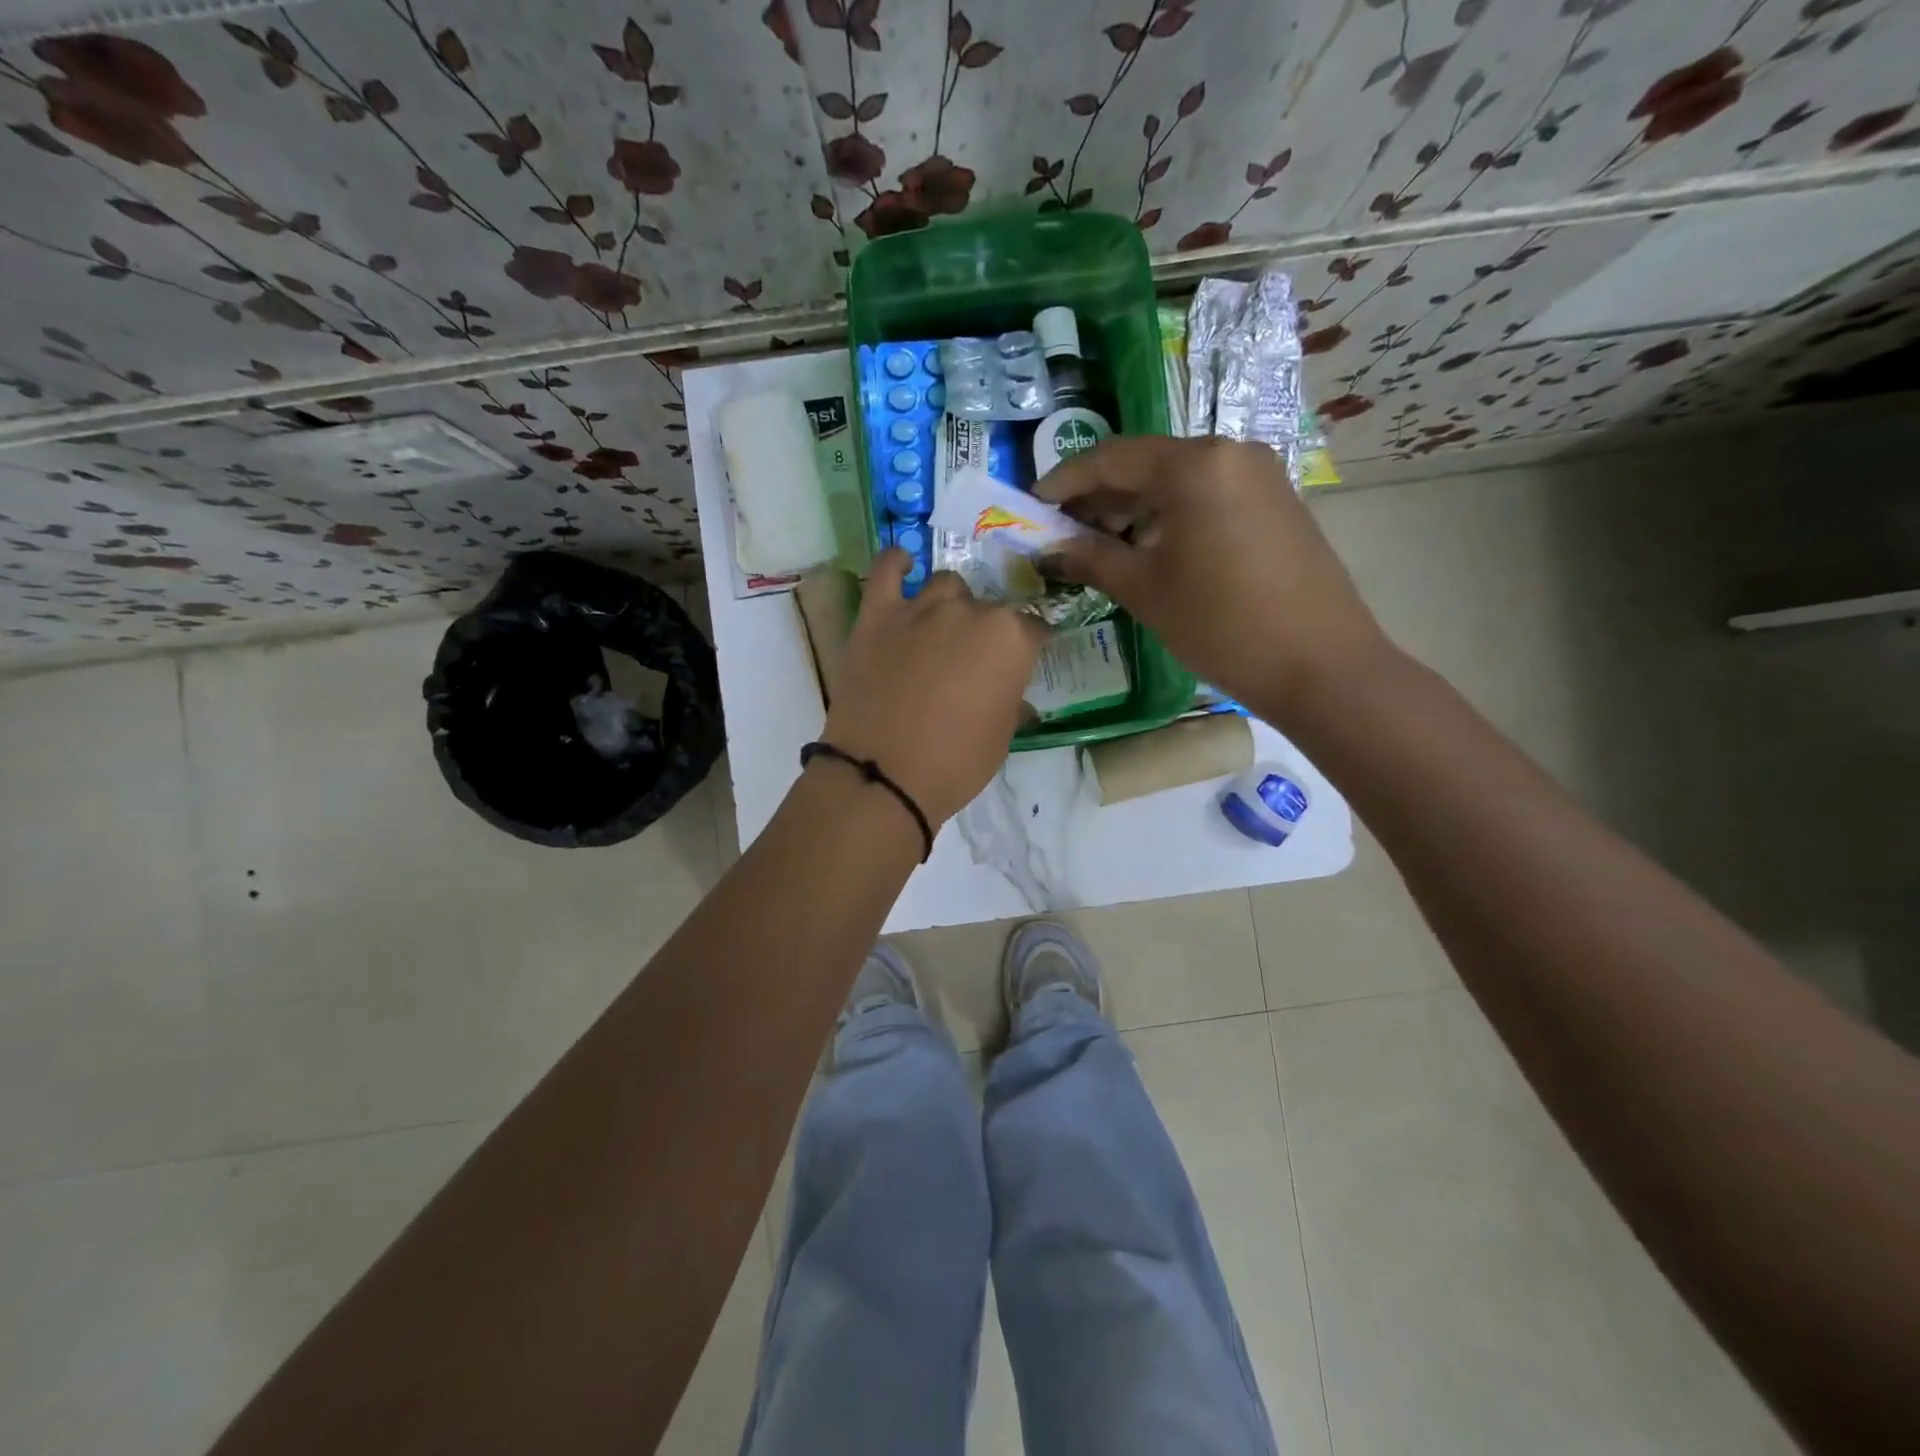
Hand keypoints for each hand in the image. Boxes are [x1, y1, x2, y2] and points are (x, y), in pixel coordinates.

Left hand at [820, 550, 1046, 826]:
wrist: (883, 776)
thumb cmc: (956, 764)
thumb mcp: (1002, 737)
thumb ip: (1011, 700)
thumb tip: (1013, 695)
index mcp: (1010, 639)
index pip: (1033, 628)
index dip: (1029, 646)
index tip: (1023, 660)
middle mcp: (970, 612)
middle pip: (988, 607)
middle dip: (986, 630)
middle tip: (973, 661)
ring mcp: (920, 608)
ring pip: (946, 585)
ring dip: (950, 603)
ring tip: (941, 629)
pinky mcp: (876, 615)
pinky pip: (886, 570)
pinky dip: (897, 563)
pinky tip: (904, 565)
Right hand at [1037, 436, 1391, 714]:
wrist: (1320, 666)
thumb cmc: (1221, 624)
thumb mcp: (1145, 589)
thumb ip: (1091, 558)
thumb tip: (1048, 549)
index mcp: (1195, 464)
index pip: (1111, 458)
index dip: (1064, 481)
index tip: (1032, 505)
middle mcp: (1230, 452)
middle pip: (1146, 464)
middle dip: (1099, 496)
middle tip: (1062, 532)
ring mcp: (1259, 476)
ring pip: (1178, 481)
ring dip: (1133, 507)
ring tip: (1099, 546)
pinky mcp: (1276, 502)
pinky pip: (1207, 496)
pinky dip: (1170, 516)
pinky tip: (1148, 549)